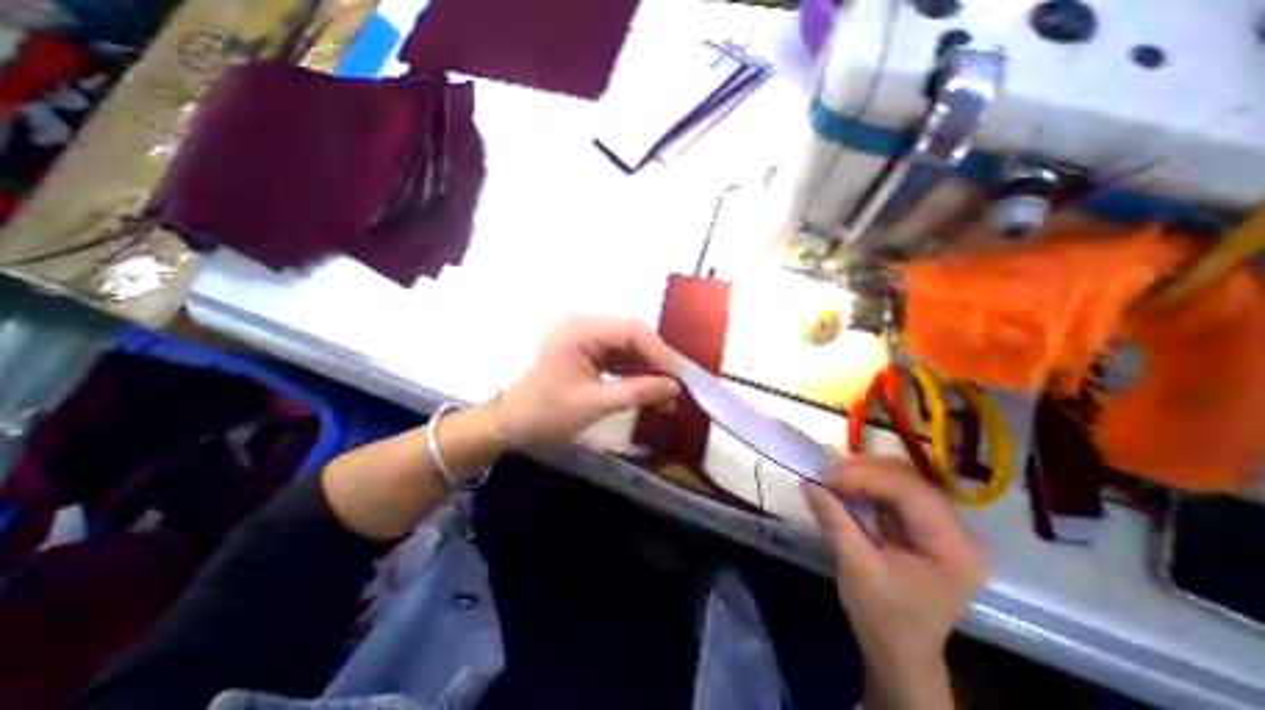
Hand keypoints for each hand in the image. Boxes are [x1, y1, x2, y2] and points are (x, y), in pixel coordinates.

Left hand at [495, 313, 682, 443]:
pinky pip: (619, 359)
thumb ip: (638, 392)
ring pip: (629, 348)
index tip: (676, 379)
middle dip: (655, 363)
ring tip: (665, 399)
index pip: (631, 330)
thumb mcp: (595, 404)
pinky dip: (634, 375)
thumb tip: (675, 387)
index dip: (658, 352)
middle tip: (674, 390)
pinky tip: (648, 394)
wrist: (512, 425)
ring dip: (647, 372)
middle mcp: (584, 327)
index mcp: (580, 331)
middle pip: (632, 337)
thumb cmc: (547, 414)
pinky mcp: (588, 353)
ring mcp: (586, 339)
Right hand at [799, 460, 986, 676]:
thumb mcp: (855, 567)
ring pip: (903, 480)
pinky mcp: (925, 527)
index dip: (866, 477)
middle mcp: (958, 532)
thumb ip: (834, 520)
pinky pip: (897, 492)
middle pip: (910, 481)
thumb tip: (807, 481)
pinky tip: (847, 487)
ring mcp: (943, 528)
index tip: (827, 477)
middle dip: (865, 472)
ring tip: (833, 477)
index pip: (911, 493)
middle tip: (827, 473)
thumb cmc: (882, 617)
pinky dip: (868, 484)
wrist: (898, 653)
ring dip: (865, 474)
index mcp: (952, 549)